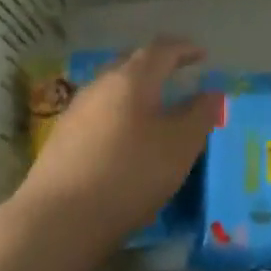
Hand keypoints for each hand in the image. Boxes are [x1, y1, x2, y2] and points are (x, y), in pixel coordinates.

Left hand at [19, 38, 216, 248]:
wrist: (58, 220)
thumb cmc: (129, 173)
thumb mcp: (180, 146)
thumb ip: (200, 115)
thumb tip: (212, 93)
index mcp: (132, 78)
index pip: (161, 50)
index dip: (184, 49)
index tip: (202, 55)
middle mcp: (101, 85)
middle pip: (132, 64)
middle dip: (157, 67)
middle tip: (178, 76)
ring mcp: (76, 111)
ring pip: (113, 90)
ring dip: (136, 94)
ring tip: (154, 111)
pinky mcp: (61, 140)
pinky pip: (99, 115)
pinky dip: (119, 117)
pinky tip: (124, 141)